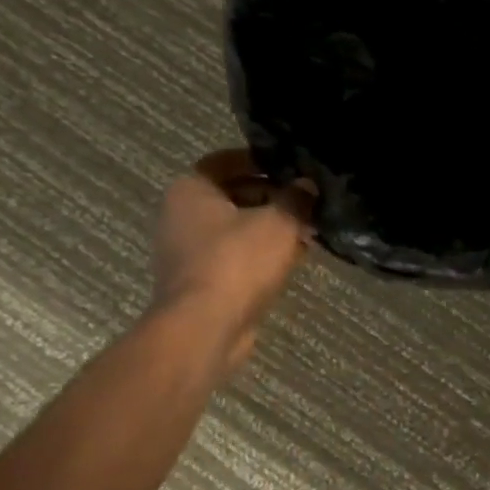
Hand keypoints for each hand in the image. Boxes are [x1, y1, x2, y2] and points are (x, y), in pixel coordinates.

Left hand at [150, 149, 315, 371]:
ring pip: (236, 229)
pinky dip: (261, 255)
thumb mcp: (279, 222)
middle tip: (307, 201)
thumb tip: (307, 186)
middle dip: (272, 197)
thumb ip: (296, 199)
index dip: (260, 161)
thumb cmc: (237, 262)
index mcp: (191, 189)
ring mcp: (188, 252)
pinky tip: (293, 258)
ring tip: (308, 230)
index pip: (225, 161)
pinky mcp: (201, 282)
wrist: (204, 328)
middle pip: (232, 195)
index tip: (291, 167)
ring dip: (270, 228)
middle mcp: (182, 215)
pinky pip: (236, 257)